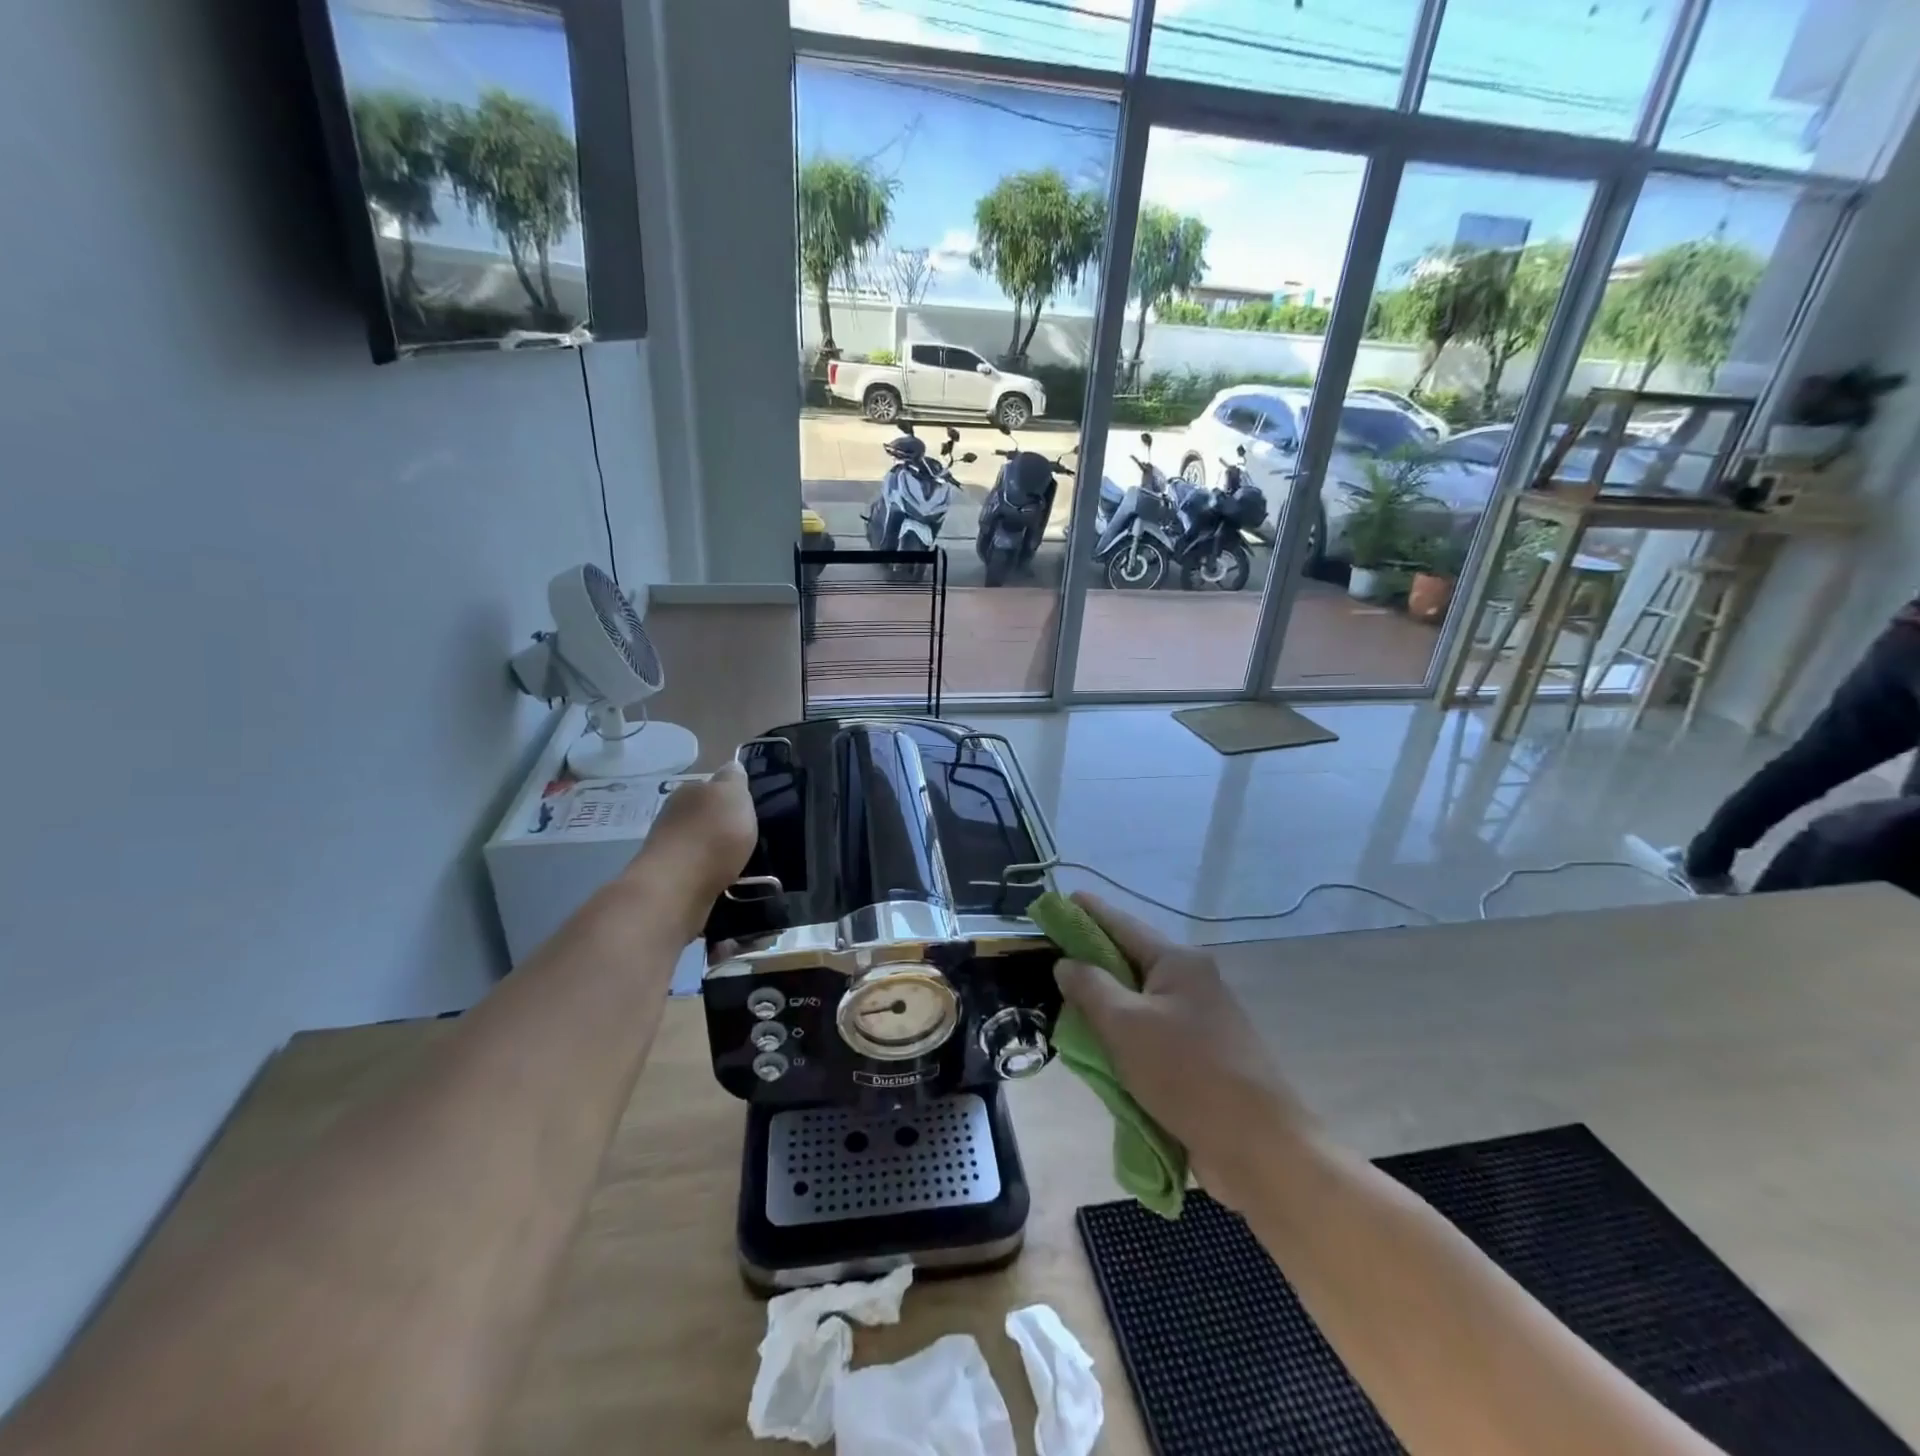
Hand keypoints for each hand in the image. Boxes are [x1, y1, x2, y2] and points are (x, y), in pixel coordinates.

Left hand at [632, 761, 757, 918]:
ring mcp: (669, 849)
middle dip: (723, 824)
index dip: (732, 796)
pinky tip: (728, 881)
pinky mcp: (671, 880)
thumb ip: (734, 779)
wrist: (676, 890)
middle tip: (750, 837)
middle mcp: (674, 816)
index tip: (750, 810)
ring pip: (701, 843)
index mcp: (689, 791)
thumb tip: (731, 767)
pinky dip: (712, 874)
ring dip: (717, 851)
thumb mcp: (733, 795)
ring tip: (742, 862)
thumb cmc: (711, 836)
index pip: (712, 785)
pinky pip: (699, 871)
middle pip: (705, 815)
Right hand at [1054, 892, 1310, 1209]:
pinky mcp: (1199, 1056)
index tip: (1055, 902)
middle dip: (1090, 961)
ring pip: (1137, 1001)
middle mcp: (1190, 981)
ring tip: (1065, 1004)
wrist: (1259, 1147)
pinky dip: (1122, 1036)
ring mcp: (1197, 1019)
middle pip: (1129, 961)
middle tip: (1049, 959)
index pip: (1122, 924)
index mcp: (1177, 962)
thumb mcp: (1125, 1025)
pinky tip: (1098, 1048)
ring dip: (1104, 1005)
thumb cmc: (1187, 1073)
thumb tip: (1066, 963)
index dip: (1087, 912)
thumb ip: (1090, 987)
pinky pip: (1149, 1033)